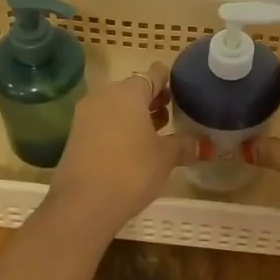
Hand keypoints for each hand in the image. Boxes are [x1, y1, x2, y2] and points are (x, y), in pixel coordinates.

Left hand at [45, 62, 195, 230]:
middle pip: (133, 89)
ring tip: (156, 131)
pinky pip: (103, 122)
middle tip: (172, 113)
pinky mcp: (75, 135)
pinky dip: (119, 128)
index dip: (168, 80)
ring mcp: (85, 115)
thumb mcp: (165, 157)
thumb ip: (185, 145)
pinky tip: (132, 147)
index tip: (181, 89)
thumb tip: (204, 144)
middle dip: (152, 99)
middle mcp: (104, 95)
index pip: (153, 74)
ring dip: (135, 115)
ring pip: (116, 106)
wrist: (83, 205)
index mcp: (128, 92)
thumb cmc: (131, 171)